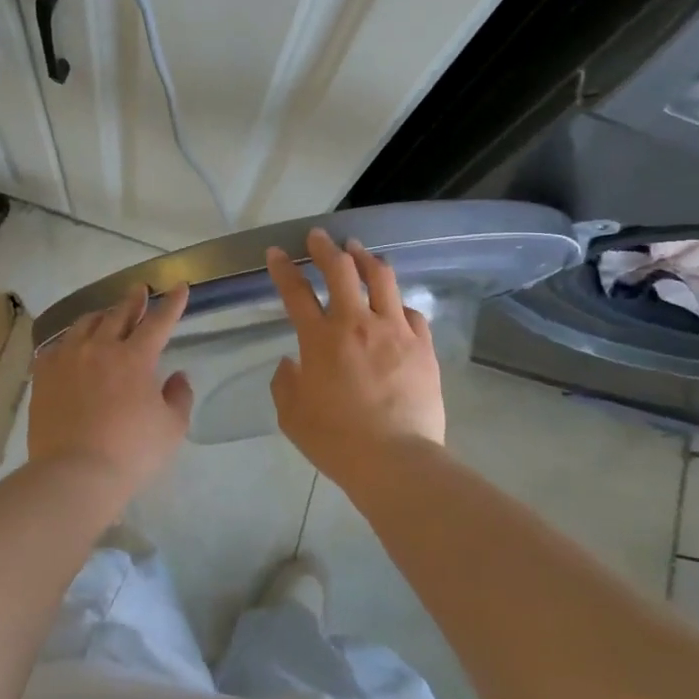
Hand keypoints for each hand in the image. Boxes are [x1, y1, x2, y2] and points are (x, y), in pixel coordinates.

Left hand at [28, 284, 193, 486]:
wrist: (74, 474)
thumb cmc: (131, 453)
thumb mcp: (171, 428)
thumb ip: (179, 397)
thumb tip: (176, 376)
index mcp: (135, 358)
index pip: (158, 321)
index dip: (171, 303)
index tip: (179, 286)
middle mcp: (100, 348)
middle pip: (119, 314)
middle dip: (134, 300)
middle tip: (140, 290)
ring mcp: (68, 358)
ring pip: (85, 324)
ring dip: (101, 315)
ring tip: (106, 314)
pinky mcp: (44, 374)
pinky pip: (57, 346)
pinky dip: (70, 341)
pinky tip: (71, 345)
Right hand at [267, 230, 445, 481]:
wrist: (395, 461)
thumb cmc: (335, 440)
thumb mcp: (291, 415)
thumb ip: (285, 382)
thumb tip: (291, 362)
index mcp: (320, 338)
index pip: (295, 291)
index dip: (282, 269)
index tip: (276, 252)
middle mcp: (357, 323)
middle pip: (341, 270)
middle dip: (326, 248)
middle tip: (319, 237)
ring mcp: (394, 331)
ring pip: (382, 279)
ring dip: (366, 259)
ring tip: (359, 251)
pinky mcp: (422, 346)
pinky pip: (411, 313)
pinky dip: (398, 303)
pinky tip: (396, 306)